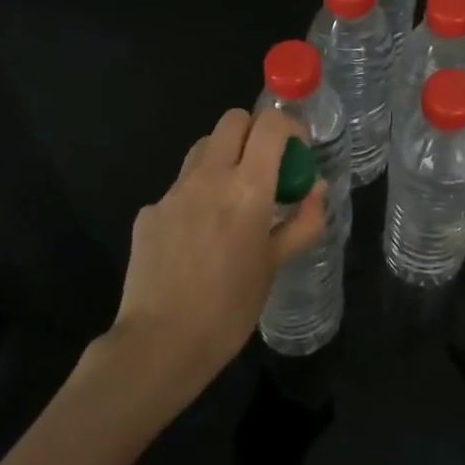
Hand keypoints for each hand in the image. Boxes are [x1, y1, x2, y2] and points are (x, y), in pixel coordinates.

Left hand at [110, 108, 325, 395]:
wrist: (160, 344)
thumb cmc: (230, 308)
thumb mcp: (276, 265)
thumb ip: (302, 222)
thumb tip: (316, 189)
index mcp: (247, 188)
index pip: (270, 124)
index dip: (288, 127)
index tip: (296, 151)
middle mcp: (208, 177)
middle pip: (232, 121)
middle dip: (254, 132)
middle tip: (265, 167)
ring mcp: (173, 192)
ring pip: (202, 148)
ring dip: (223, 157)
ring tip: (232, 198)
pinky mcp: (148, 212)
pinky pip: (179, 188)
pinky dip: (196, 196)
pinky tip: (197, 237)